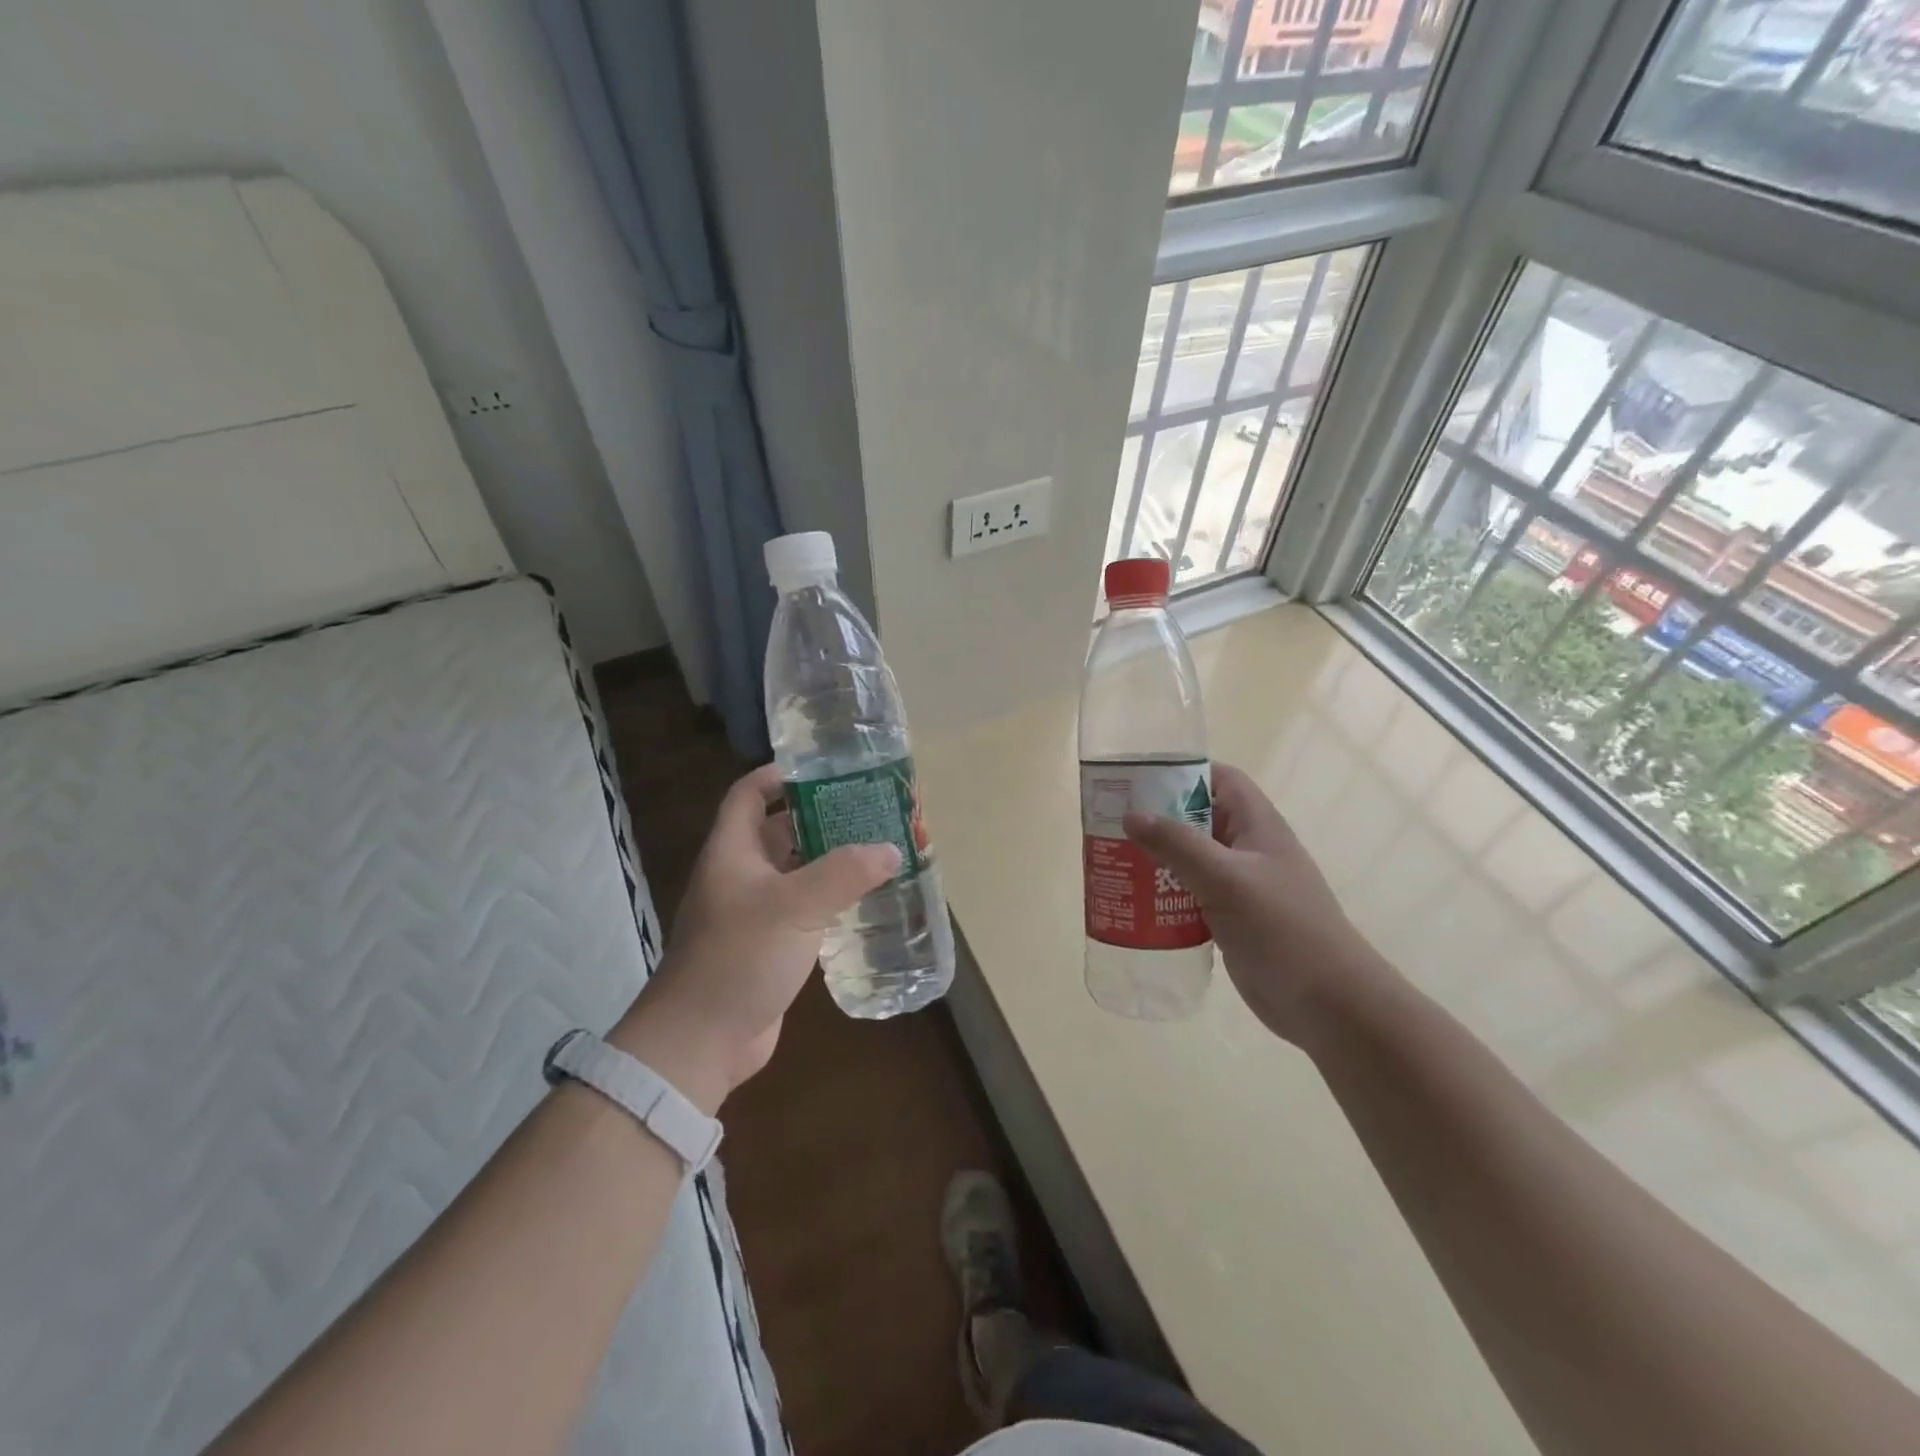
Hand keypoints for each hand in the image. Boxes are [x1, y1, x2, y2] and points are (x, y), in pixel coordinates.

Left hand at [609, 765, 898, 1112]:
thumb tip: (891, 848)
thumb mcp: (794, 907)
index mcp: (733, 851)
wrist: (701, 1041)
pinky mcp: (769, 945)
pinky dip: (830, 899)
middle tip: (869, 809)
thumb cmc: (739, 957)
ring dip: (830, 860)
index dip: (781, 774)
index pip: (750, 794)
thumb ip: (844, 873)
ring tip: (877, 848)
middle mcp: (740, 875)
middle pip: (780, 830)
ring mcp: (753, 912)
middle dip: (821, 816)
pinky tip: (865, 899)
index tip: (827, 769)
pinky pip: (803, 909)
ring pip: (795, 872)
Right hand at [1123, 763, 1391, 1046]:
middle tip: (1111, 825)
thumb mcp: (1226, 879)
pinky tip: (1135, 904)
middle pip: (1198, 818)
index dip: (1183, 771)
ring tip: (1113, 861)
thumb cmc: (1282, 929)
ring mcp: (1241, 886)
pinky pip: (1191, 895)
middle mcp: (1248, 849)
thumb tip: (1131, 815)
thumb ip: (1178, 845)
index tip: (1137, 780)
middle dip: (1157, 818)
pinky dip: (1164, 894)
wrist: (1329, 1004)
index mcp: (1257, 825)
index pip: (1220, 778)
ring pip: (1191, 859)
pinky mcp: (1233, 919)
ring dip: (1156, 859)